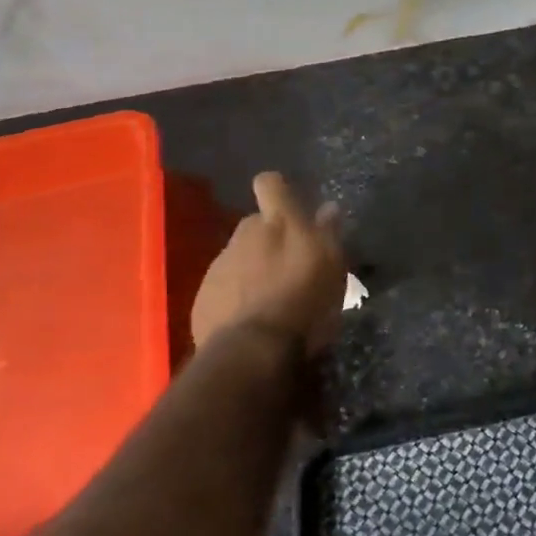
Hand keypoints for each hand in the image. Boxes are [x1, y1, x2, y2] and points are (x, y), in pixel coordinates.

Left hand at [191, 172, 346, 353]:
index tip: (290, 206)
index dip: (278, 190)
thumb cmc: (305, 303)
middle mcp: (244, 236)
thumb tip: (328, 207)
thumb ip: (329, 233)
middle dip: (270, 237)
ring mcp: (219, 266)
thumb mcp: (332, 267)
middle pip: (255, 223)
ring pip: (239, 255)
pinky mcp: (203, 296)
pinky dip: (237, 294)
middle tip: (289, 264)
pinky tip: (251, 317)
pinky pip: (224, 285)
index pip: (270, 184)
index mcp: (279, 223)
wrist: (251, 352)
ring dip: (253, 267)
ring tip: (271, 297)